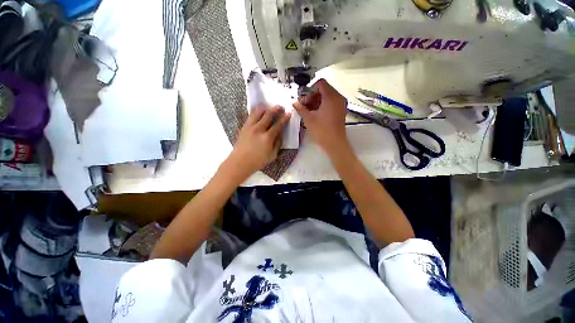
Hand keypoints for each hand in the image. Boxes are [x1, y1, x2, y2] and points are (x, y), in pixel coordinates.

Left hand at [226, 105, 289, 179]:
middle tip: (280, 107)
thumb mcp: (272, 155)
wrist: (240, 162)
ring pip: (258, 112)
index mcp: (267, 138)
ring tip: (269, 108)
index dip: (284, 119)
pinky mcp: (244, 127)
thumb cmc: (258, 161)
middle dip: (276, 109)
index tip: (288, 114)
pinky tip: (259, 113)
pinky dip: (256, 112)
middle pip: (268, 115)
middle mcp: (258, 129)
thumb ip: (278, 143)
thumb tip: (280, 133)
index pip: (278, 125)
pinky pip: (250, 115)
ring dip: (265, 108)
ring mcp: (250, 127)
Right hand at [293, 79, 348, 156]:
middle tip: (303, 105)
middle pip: (323, 90)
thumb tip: (294, 103)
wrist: (334, 143)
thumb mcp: (308, 119)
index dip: (310, 88)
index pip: (320, 83)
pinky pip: (330, 103)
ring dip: (316, 101)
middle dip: (312, 96)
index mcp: (331, 97)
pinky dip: (322, 106)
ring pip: (326, 97)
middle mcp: (338, 98)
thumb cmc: (322, 131)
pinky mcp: (340, 111)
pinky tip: (314, 114)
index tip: (304, 98)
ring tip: (307, 111)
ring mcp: (340, 104)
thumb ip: (300, 108)